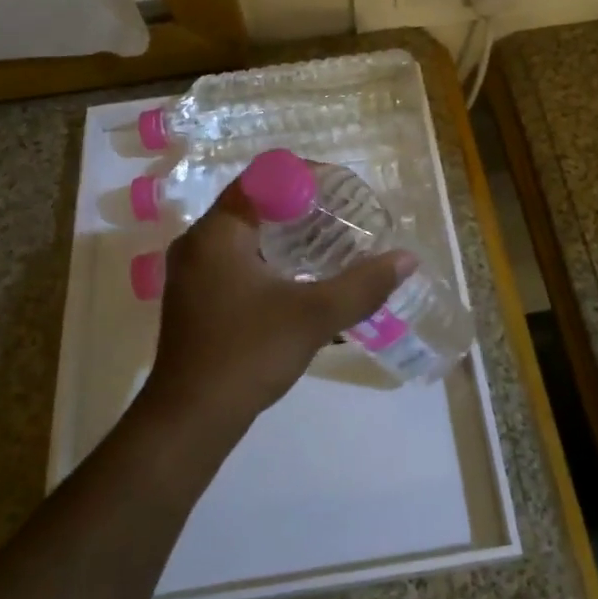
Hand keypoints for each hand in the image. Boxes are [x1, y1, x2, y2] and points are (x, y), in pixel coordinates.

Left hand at [142, 178, 414, 434]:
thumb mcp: (314, 316)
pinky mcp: (195, 300)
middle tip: (342, 218)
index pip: (263, 179)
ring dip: (286, 237)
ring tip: (329, 246)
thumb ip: (363, 285)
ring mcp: (191, 274)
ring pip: (245, 237)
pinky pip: (236, 262)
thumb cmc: (248, 354)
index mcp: (218, 232)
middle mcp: (197, 243)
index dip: (305, 178)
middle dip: (301, 208)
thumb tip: (406, 259)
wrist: (191, 420)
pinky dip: (269, 261)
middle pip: (254, 205)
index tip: (341, 191)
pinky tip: (299, 282)